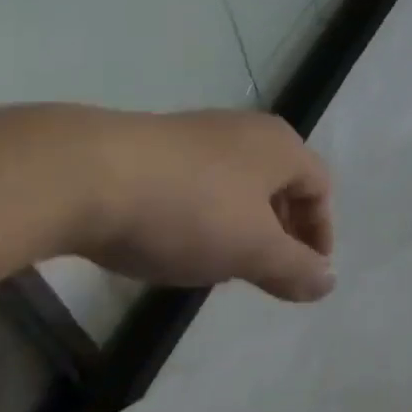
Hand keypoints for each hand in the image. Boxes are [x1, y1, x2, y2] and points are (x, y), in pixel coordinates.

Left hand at [75, 108, 334, 301]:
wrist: (82, 175)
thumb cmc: (189, 210)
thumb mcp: (251, 250)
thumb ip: (295, 268)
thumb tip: (329, 282)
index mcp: (281, 146)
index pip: (321, 188)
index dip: (320, 233)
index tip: (307, 273)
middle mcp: (247, 130)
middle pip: (281, 182)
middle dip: (282, 229)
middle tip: (270, 270)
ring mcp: (199, 133)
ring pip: (238, 183)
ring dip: (242, 224)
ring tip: (222, 262)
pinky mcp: (155, 145)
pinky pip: (199, 181)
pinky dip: (204, 213)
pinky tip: (177, 240)